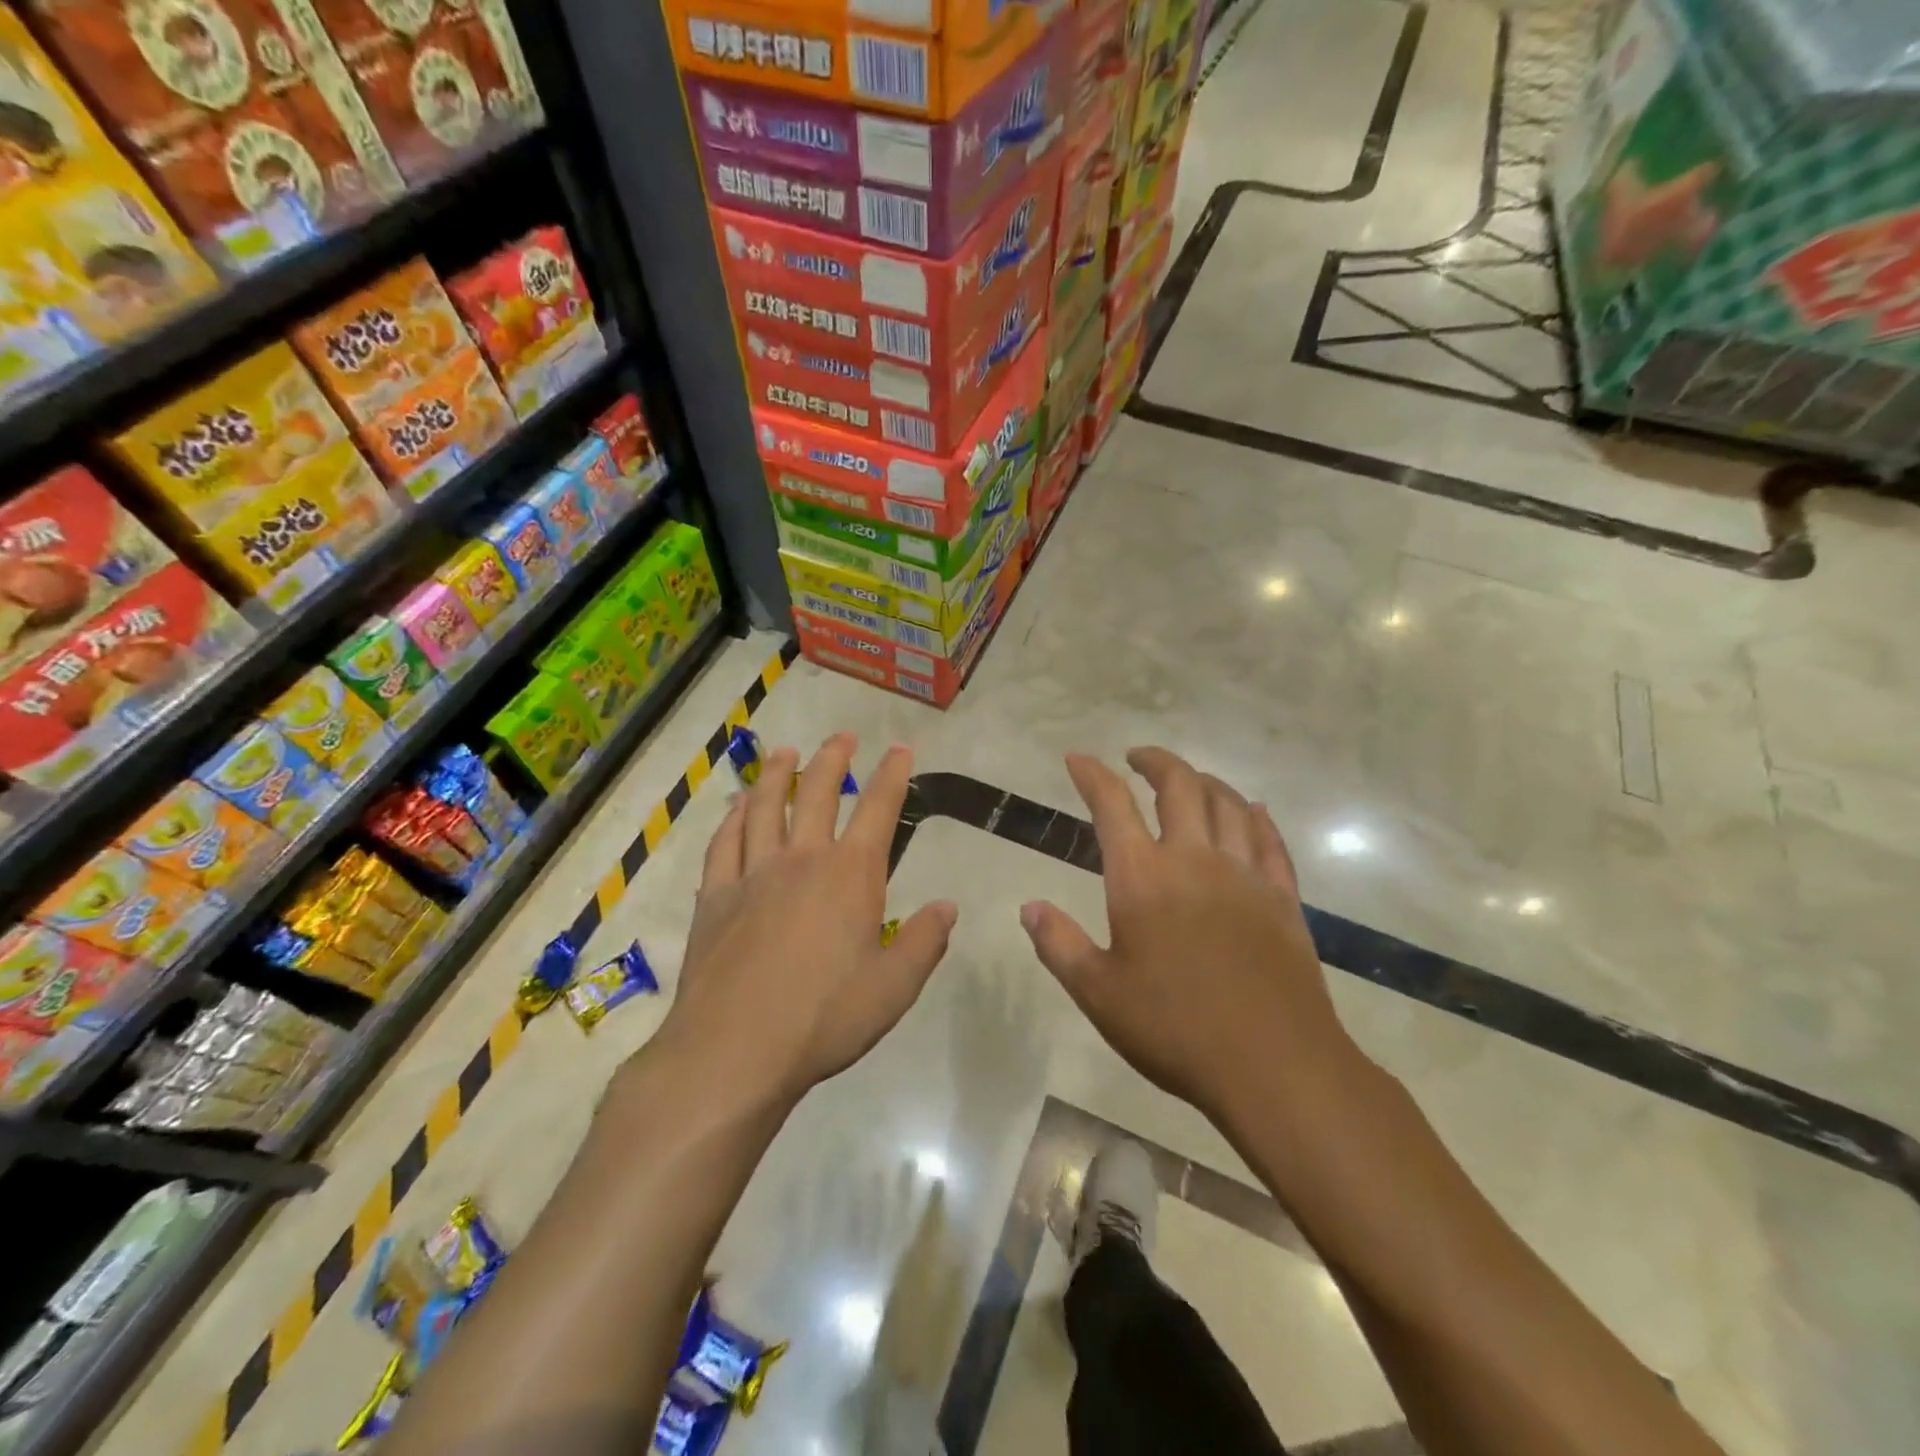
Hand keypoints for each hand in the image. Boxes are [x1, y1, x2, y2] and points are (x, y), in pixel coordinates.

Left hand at [661, 734, 957, 1106]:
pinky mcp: (715, 897)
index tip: (900, 749)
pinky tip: (736, 807)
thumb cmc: (824, 1018)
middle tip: (842, 737)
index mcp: (850, 876)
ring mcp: (753, 874)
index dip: (892, 775)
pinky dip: (732, 818)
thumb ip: (925, 941)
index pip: (878, 810)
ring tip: (785, 752)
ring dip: (777, 775)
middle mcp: (802, 860)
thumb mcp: (894, 988)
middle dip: (833, 760)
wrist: (734, 1050)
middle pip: (817, 794)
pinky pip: (724, 843)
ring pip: (764, 807)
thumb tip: (947, 906)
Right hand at [1020, 748, 1363, 1129]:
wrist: (1274, 1067)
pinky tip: (1252, 812)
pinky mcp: (1283, 898)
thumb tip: (1029, 907)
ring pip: (1228, 804)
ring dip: (1204, 781)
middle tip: (1136, 758)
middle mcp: (1195, 860)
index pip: (1112, 805)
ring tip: (1188, 780)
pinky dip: (1256, 817)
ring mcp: (1246, 876)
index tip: (1077, 759)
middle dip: (1154, 762)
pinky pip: (1270, 840)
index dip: (1091, 775)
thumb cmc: (1175, 1029)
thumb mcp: (1098, 994)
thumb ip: (1059, 944)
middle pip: (1179, 786)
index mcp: (1143, 878)